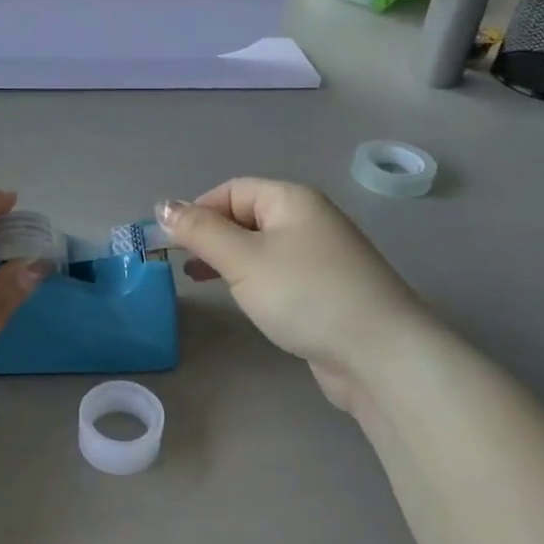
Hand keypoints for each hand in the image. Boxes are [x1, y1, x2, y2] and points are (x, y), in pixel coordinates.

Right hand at [157, 180, 420, 413]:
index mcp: (292, 199)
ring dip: (228, 259)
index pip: (232, 190)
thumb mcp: (243, 259)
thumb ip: (201, 232)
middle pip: (247, 216)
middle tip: (180, 264)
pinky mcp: (327, 288)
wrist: (379, 353)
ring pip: (261, 246)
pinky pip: (279, 272)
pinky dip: (253, 279)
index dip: (197, 210)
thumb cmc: (305, 295)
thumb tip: (164, 206)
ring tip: (200, 281)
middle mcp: (310, 219)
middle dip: (211, 236)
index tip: (170, 244)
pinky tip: (242, 298)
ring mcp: (322, 255)